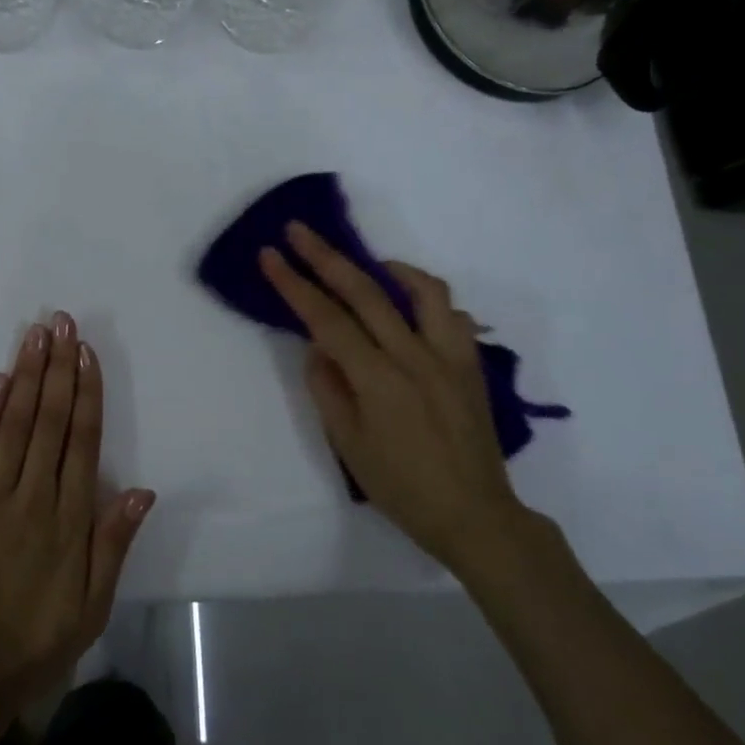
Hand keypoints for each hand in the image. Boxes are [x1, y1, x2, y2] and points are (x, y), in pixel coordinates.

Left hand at [0, 313, 155, 720]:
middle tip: (61, 322)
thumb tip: (142, 490)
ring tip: (35, 335)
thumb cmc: (34, 640)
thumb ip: (113, 543)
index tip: (86, 352)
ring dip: (27, 375)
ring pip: (15, 423)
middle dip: (58, 368)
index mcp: (70, 519)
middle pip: (50, 420)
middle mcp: (33, 495)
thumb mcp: (92, 606)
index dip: (87, 392)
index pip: (83, 440)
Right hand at [258, 222, 520, 568]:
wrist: (474, 514)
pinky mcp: (471, 364)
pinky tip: (408, 305)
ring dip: (387, 267)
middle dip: (326, 256)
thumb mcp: (347, 443)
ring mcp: (449, 356)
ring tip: (366, 263)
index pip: (326, 319)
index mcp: (378, 380)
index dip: (294, 284)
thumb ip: (327, 387)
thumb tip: (317, 346)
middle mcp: (415, 357)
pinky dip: (426, 297)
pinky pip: (451, 314)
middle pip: (366, 291)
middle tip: (299, 230)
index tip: (270, 255)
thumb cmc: (400, 485)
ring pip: (422, 290)